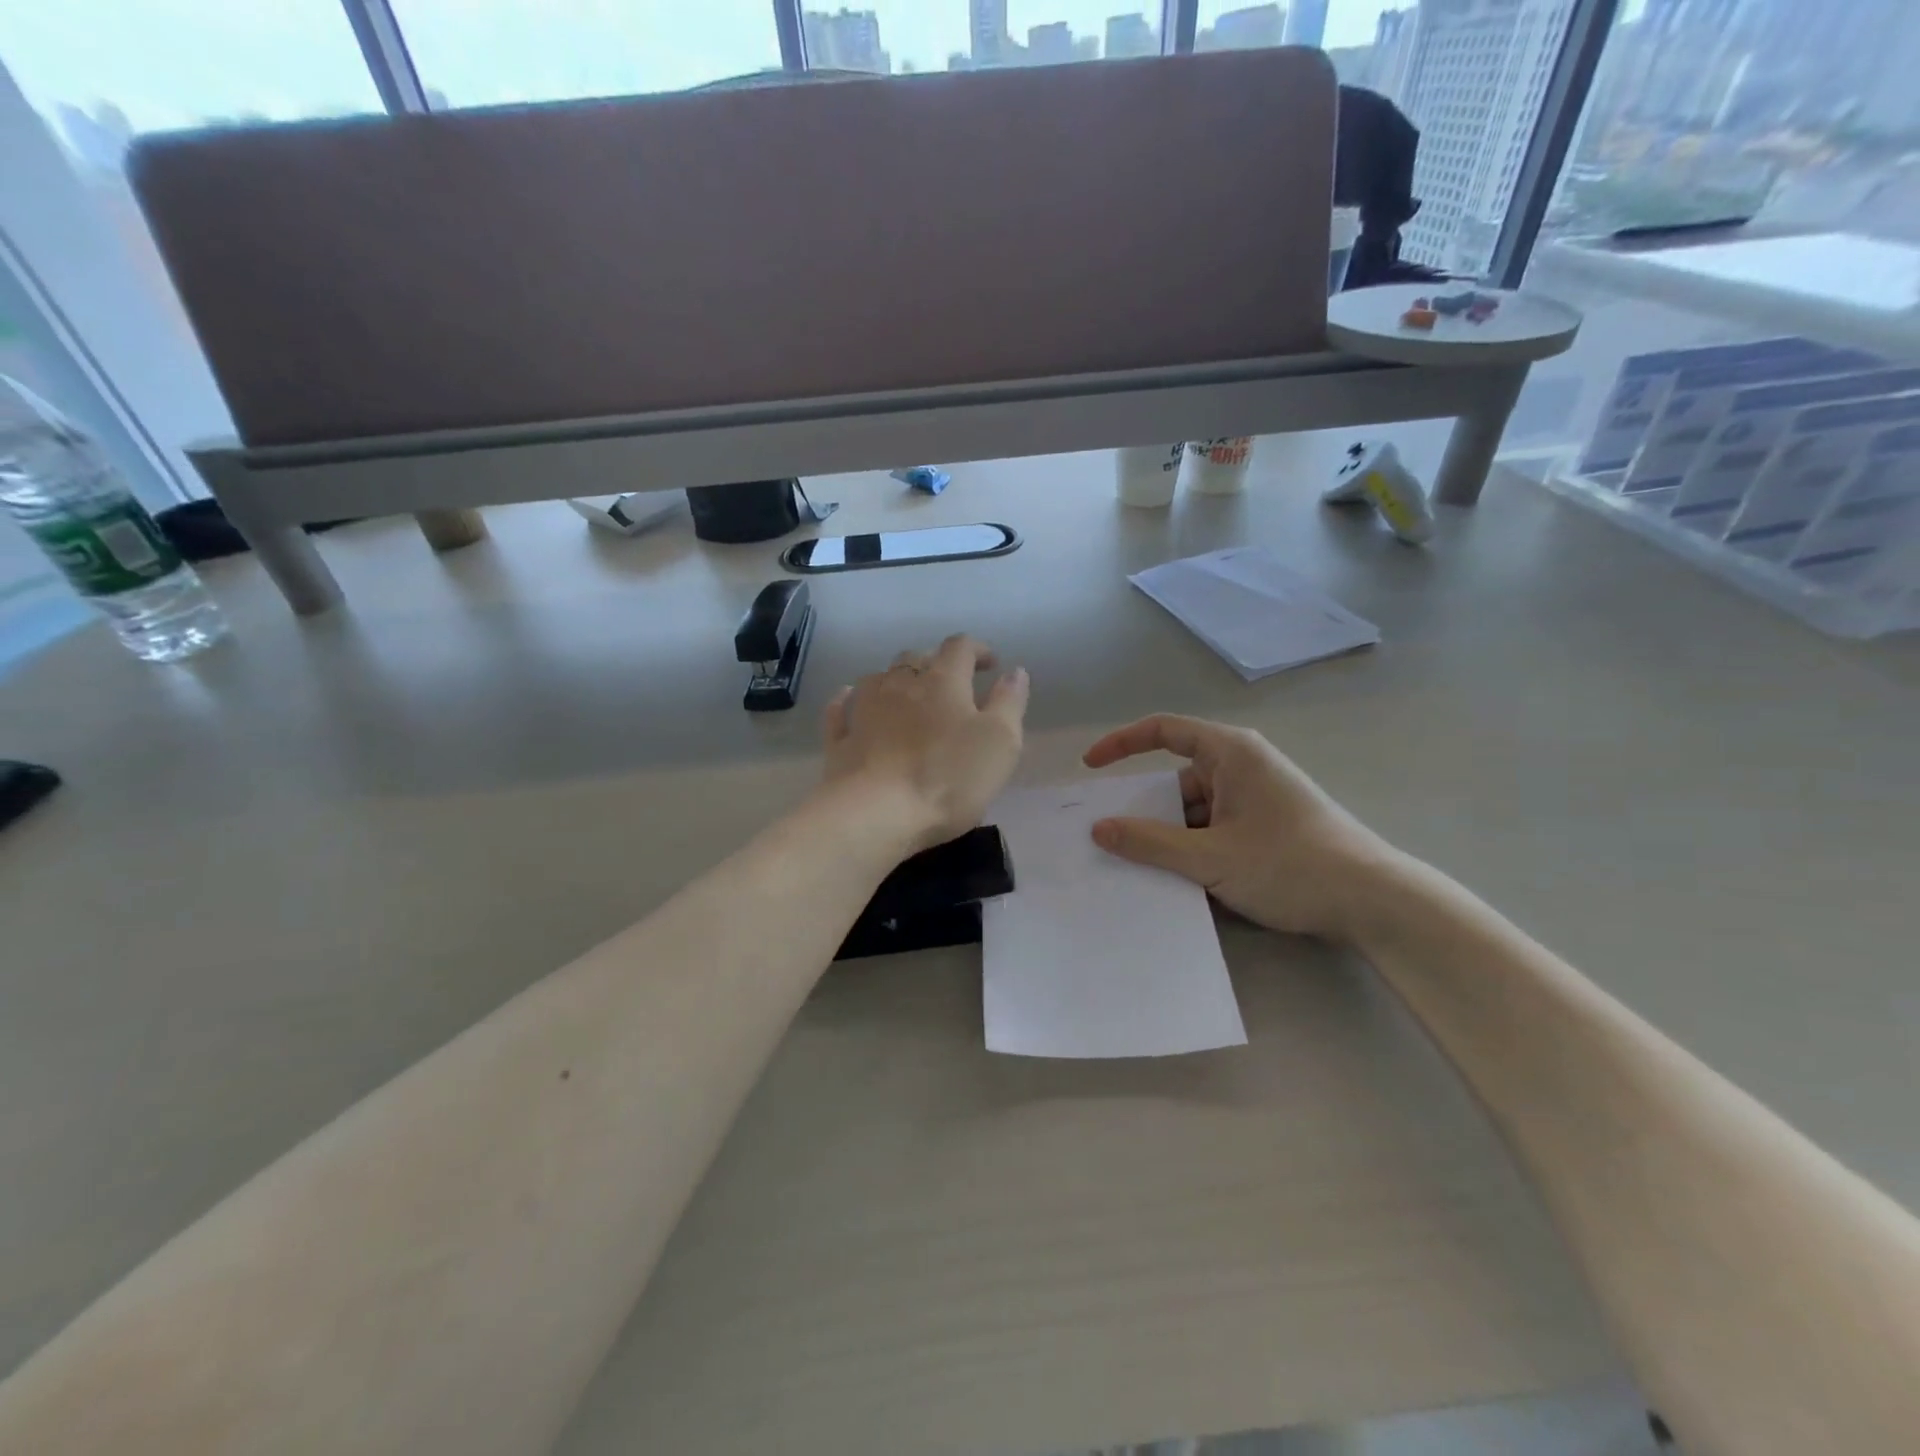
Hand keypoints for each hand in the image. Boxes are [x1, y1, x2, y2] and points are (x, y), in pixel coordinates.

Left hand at [823, 635, 1029, 850]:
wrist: (877, 813)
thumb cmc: (949, 778)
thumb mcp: (1000, 742)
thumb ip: (1009, 702)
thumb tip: (1014, 671)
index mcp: (943, 681)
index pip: (960, 648)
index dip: (977, 649)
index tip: (990, 664)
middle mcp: (900, 684)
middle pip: (916, 658)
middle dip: (935, 663)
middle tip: (951, 683)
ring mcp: (864, 710)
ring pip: (878, 678)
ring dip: (895, 679)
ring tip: (907, 694)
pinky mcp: (841, 739)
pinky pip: (841, 709)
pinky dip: (848, 700)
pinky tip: (849, 700)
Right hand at [1082, 714, 1402, 942]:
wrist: (1374, 902)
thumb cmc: (1290, 864)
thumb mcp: (1211, 857)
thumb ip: (1150, 843)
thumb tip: (1099, 829)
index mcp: (1231, 753)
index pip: (1163, 730)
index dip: (1121, 743)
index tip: (1090, 768)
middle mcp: (1243, 767)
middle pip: (1176, 777)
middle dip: (1146, 808)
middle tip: (1111, 839)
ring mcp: (1256, 798)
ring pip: (1195, 809)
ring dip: (1170, 835)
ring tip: (1140, 868)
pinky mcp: (1266, 826)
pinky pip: (1214, 828)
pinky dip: (1194, 847)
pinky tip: (1178, 879)